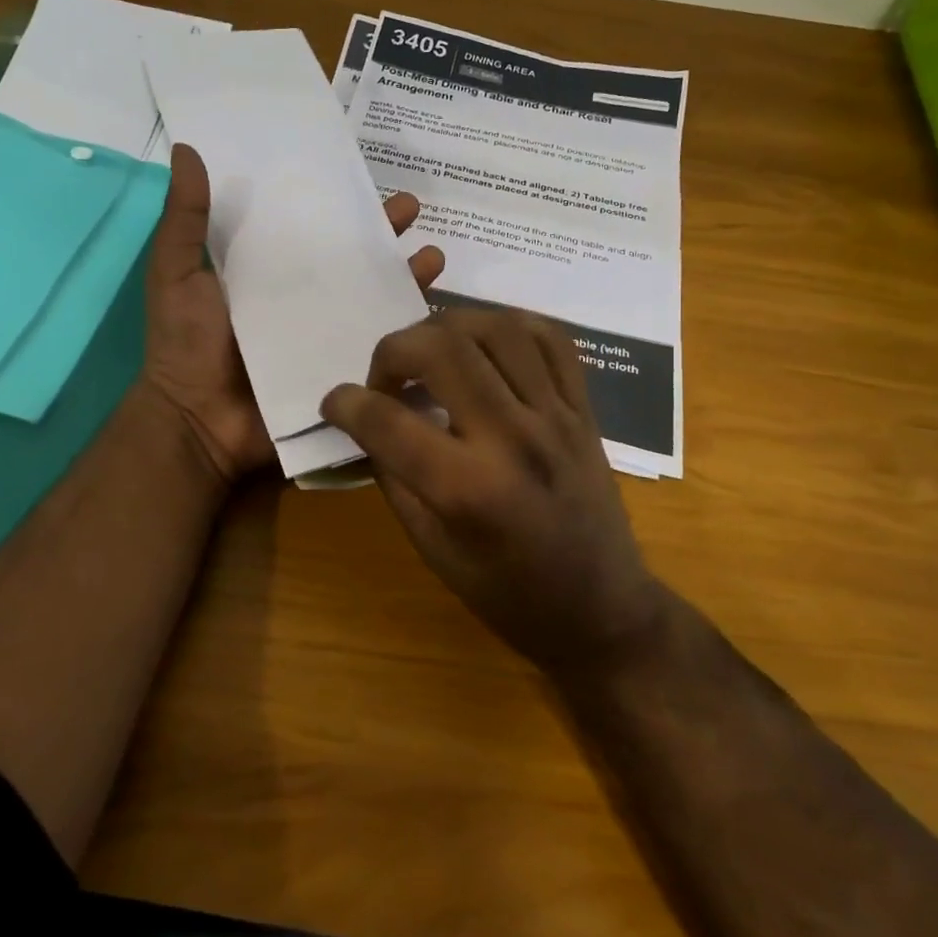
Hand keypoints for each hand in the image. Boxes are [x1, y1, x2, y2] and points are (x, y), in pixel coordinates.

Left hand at [142, 143, 445, 486]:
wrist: (198, 423)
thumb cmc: (185, 344)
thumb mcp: (177, 274)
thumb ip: (186, 220)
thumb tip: (186, 149)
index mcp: (266, 275)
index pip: (309, 230)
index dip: (337, 205)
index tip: (366, 179)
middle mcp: (301, 301)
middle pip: (351, 261)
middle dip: (384, 235)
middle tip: (413, 209)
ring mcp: (325, 339)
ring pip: (373, 300)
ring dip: (406, 278)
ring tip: (435, 257)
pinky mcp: (341, 372)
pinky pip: (380, 349)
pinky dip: (408, 333)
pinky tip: (436, 315)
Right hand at [320, 308, 668, 674]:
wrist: (602, 611)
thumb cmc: (508, 594)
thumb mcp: (432, 549)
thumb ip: (396, 478)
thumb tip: (369, 424)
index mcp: (468, 489)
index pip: (387, 421)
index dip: (345, 404)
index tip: (335, 404)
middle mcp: (513, 439)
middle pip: (442, 349)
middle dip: (393, 350)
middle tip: (385, 378)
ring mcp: (556, 416)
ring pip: (496, 328)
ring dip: (447, 327)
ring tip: (430, 353)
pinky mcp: (584, 409)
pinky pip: (550, 338)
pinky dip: (508, 325)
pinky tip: (483, 345)